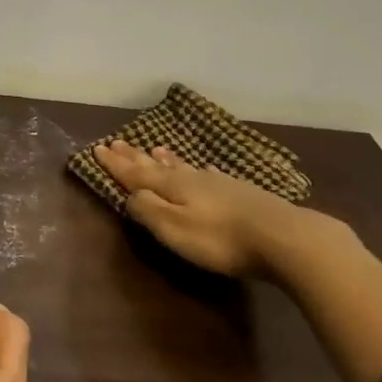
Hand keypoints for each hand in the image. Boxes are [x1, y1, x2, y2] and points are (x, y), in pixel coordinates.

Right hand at [92, 139, 346, 279]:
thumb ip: (149, 211)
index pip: (135, 174)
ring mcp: (218, 183)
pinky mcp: (240, 192)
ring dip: (164, 159)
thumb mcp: (175, 229)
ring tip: (154, 148)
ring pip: (182, 166)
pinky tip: (201, 169)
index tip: (97, 149)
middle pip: (156, 165)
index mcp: (172, 187)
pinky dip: (194, 169)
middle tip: (117, 142)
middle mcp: (191, 179)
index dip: (115, 164)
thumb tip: (130, 195)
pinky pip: (206, 174)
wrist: (284, 237)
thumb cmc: (221, 239)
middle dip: (134, 156)